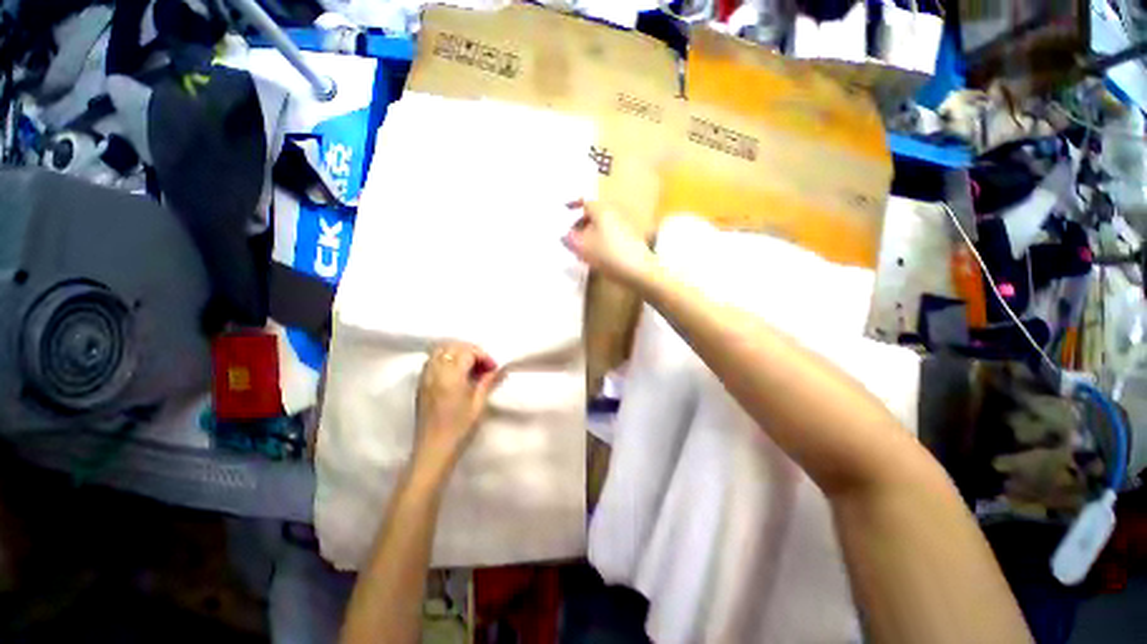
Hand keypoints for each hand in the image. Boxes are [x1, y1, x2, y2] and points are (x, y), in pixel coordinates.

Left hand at [414, 342, 501, 466]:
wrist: (433, 450)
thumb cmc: (460, 429)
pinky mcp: (421, 385)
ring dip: (457, 352)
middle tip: (483, 364)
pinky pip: (432, 361)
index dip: (482, 355)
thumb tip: (500, 369)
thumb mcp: (479, 405)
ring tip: (470, 366)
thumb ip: (488, 382)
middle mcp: (435, 372)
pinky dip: (446, 359)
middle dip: (470, 350)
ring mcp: (425, 378)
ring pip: (439, 351)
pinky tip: (456, 373)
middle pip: (451, 346)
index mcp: (450, 377)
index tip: (493, 368)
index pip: (466, 352)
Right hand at [562, 200, 657, 286]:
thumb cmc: (608, 255)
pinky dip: (601, 241)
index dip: (574, 205)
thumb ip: (571, 240)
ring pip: (602, 226)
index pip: (585, 202)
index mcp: (602, 211)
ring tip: (582, 249)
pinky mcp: (631, 240)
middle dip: (581, 223)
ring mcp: (625, 227)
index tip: (566, 208)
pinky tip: (597, 256)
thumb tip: (565, 235)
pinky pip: (611, 235)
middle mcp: (615, 214)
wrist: (639, 271)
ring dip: (590, 234)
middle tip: (572, 236)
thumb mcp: (583, 248)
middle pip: (594, 214)